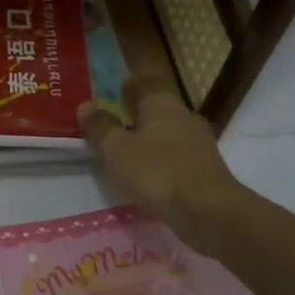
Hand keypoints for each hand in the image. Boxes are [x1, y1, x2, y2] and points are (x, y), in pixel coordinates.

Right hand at [80, 78, 242, 252]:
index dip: (129, 86)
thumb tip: (86, 106)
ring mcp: (199, 143)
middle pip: (158, 108)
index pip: (145, 83)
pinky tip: (150, 176)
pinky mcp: (206, 169)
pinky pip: (177, 157)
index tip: (114, 92)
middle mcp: (184, 116)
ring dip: (150, 140)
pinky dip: (162, 161)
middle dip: (137, 114)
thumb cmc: (156, 172)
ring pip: (169, 133)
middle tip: (115, 125)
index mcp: (162, 103)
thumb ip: (100, 127)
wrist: (208, 211)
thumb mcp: (116, 149)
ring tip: (129, 154)